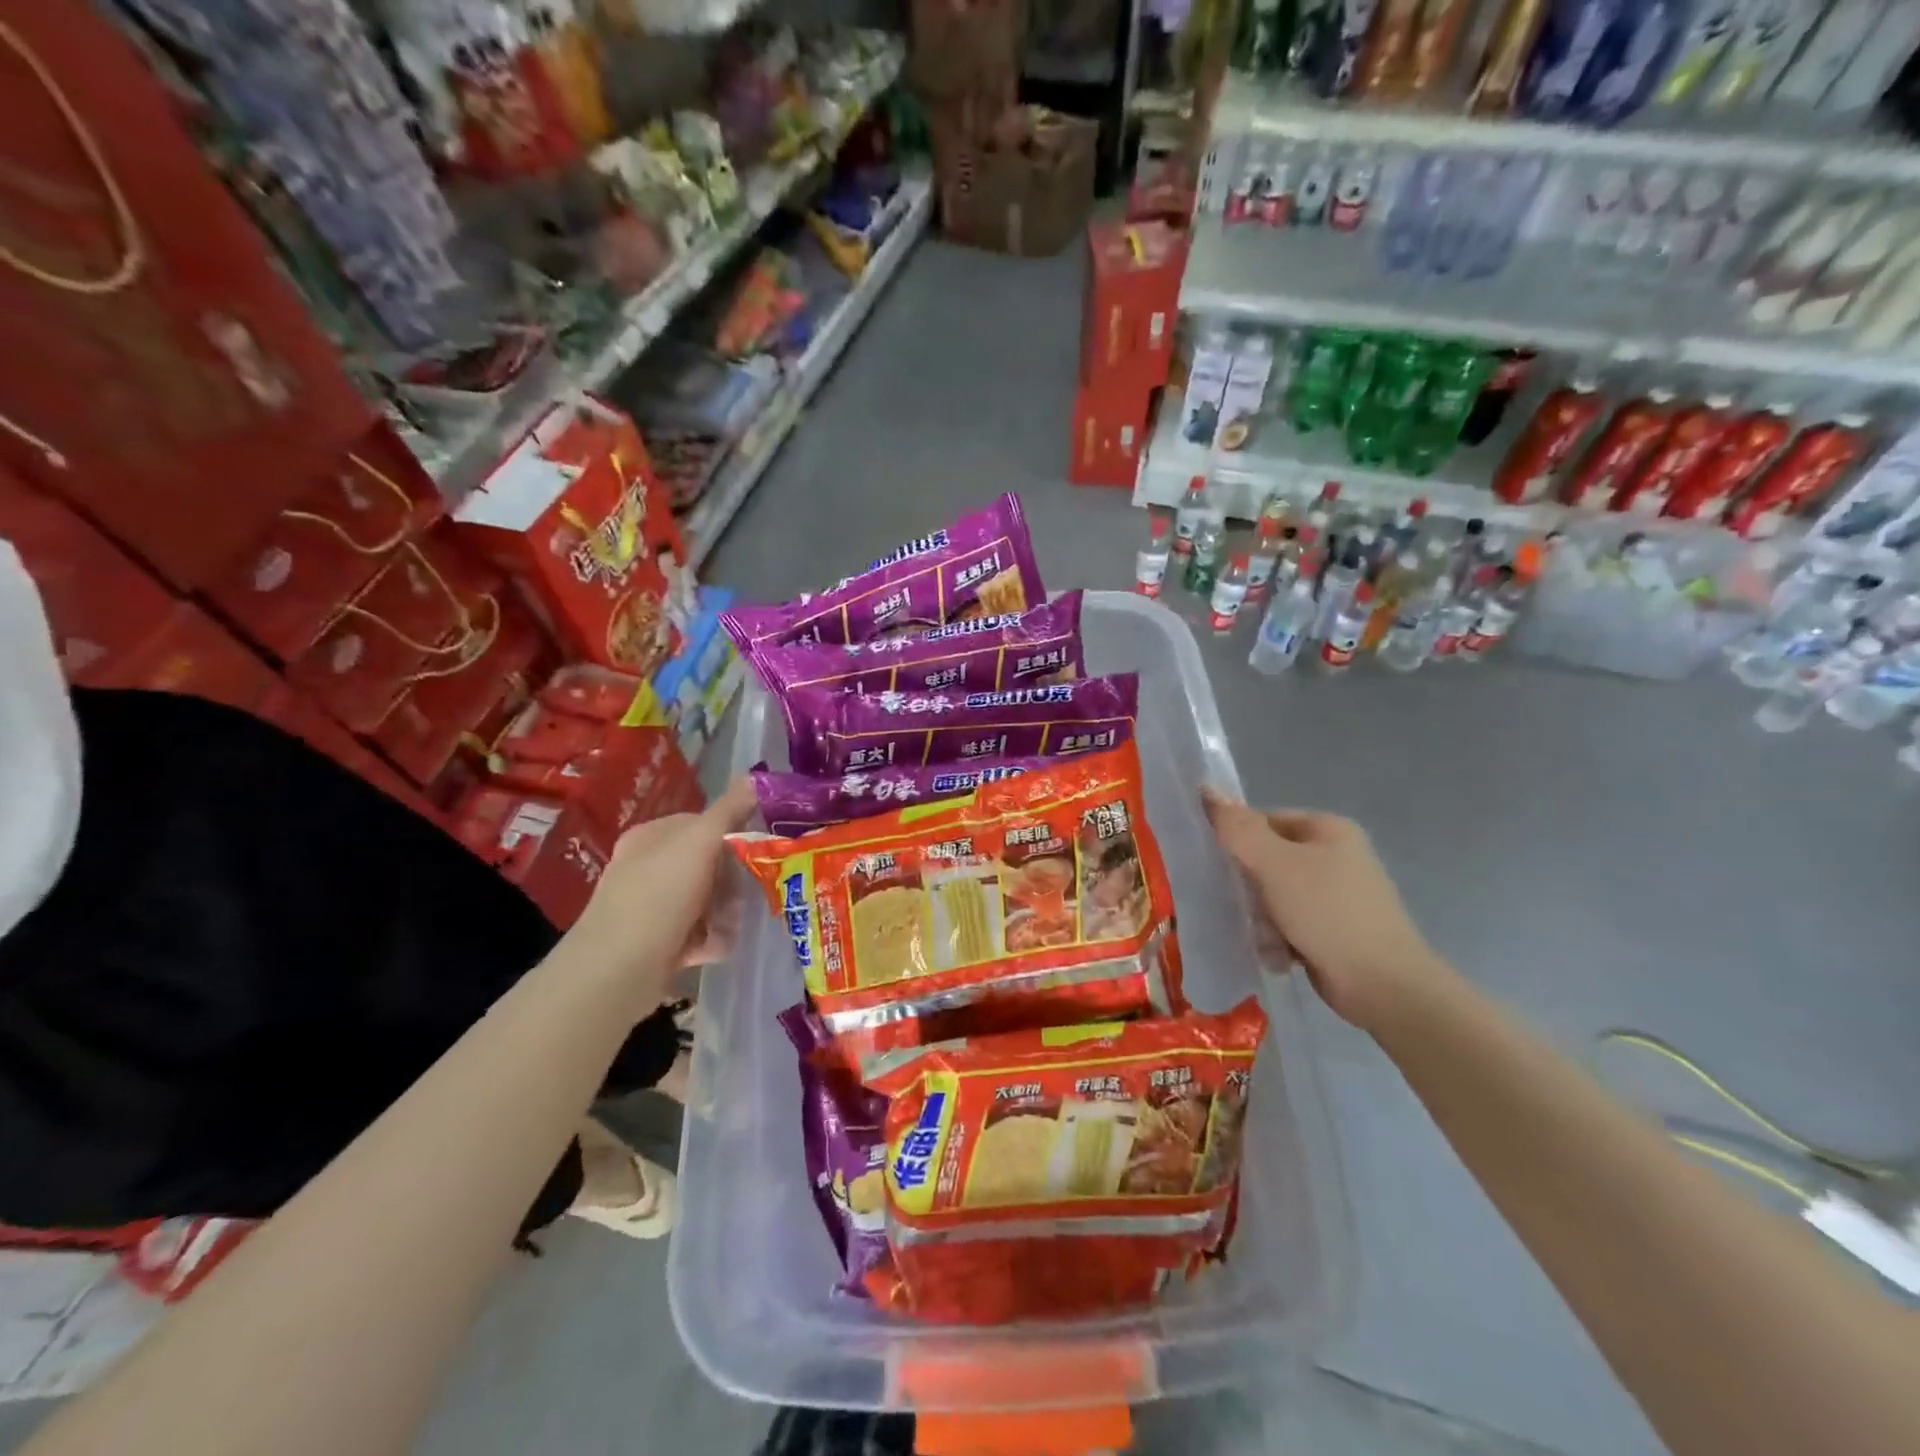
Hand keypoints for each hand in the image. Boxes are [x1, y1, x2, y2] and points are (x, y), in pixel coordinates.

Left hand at [571, 776, 757, 991]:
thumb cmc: (658, 897)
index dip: (732, 835)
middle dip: (732, 881)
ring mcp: (651, 907)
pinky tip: (717, 947)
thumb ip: (728, 811)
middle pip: (709, 865)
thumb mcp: (698, 844)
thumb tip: (752, 777)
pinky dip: (711, 939)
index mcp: (651, 838)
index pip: (703, 824)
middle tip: (746, 894)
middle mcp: (648, 868)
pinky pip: (698, 932)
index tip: (755, 852)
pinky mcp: (658, 942)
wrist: (616, 971)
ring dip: (726, 912)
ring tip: (730, 925)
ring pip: (707, 900)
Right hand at [1202, 787, 1444, 1036]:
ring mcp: (1338, 896)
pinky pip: (1291, 924)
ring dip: (1262, 918)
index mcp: (1328, 829)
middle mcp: (1336, 856)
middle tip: (1245, 907)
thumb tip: (1205, 788)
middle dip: (1250, 888)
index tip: (1221, 868)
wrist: (1383, 985)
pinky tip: (1278, 956)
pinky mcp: (1335, 931)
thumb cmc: (1327, 912)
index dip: (1238, 841)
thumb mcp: (1274, 864)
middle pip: (1267, 860)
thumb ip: (1237, 828)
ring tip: (1265, 938)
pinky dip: (1280, 939)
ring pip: (1275, 896)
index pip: (1264, 821)